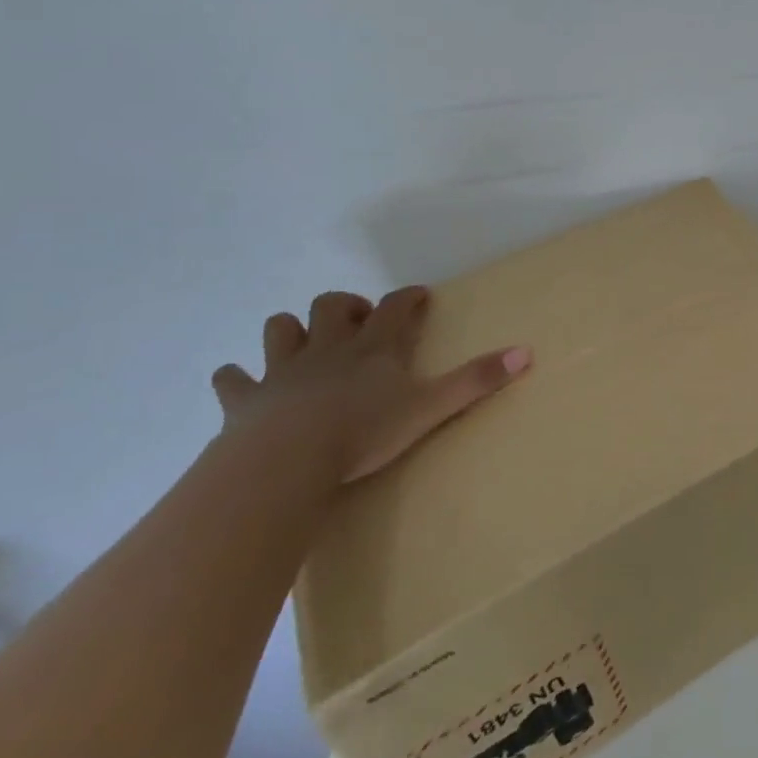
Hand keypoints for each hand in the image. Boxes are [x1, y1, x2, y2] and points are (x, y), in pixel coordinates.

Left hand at [211, 286, 531, 483]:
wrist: (285, 461)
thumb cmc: (363, 432)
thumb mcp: (431, 408)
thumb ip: (477, 381)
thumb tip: (526, 352)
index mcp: (373, 348)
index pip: (396, 307)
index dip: (409, 297)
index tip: (420, 295)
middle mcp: (327, 349)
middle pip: (330, 307)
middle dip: (345, 306)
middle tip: (359, 322)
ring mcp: (282, 372)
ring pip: (280, 330)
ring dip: (292, 331)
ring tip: (304, 344)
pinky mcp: (245, 401)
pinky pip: (232, 381)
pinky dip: (236, 379)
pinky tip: (241, 384)